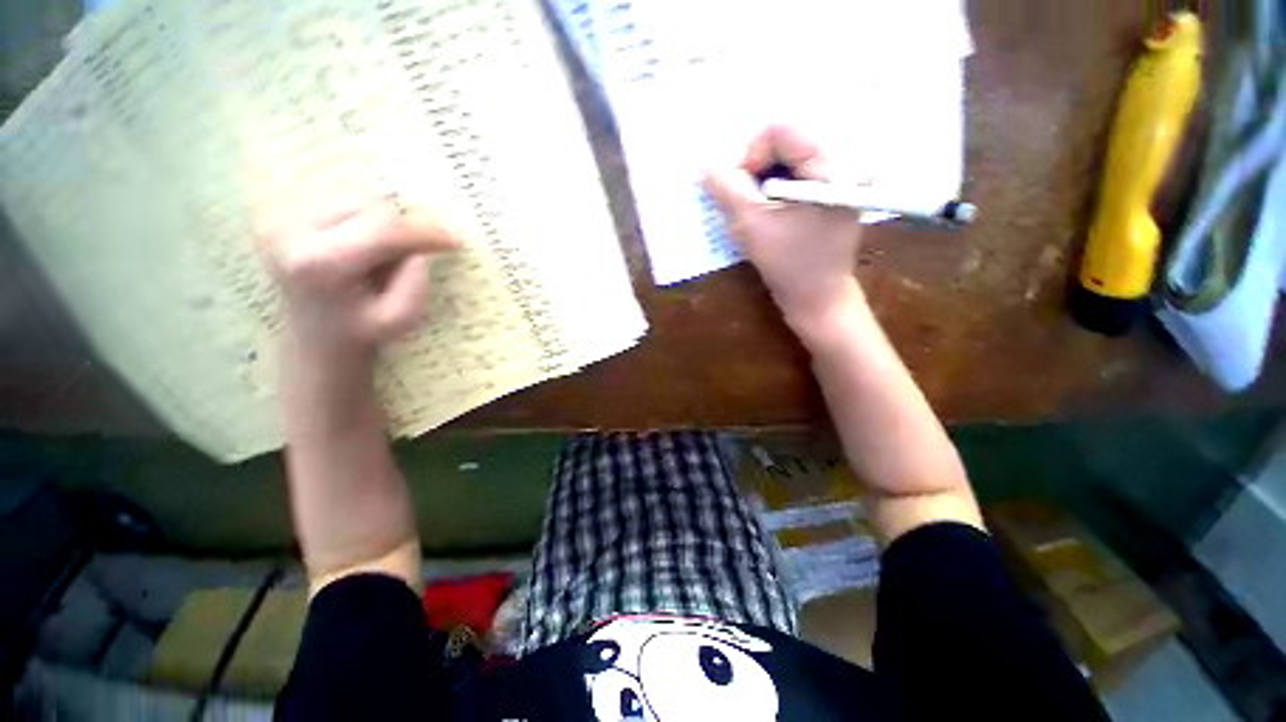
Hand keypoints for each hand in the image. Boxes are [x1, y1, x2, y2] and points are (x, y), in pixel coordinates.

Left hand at [259, 197, 460, 358]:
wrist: (315, 335)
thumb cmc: (362, 331)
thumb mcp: (401, 318)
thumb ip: (415, 284)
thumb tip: (421, 249)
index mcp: (318, 263)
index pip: (383, 230)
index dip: (424, 232)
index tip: (454, 241)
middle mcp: (291, 230)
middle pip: (370, 207)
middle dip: (403, 229)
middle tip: (414, 255)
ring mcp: (284, 217)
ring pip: (360, 198)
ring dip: (386, 223)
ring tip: (383, 254)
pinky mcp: (286, 211)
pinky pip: (346, 200)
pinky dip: (368, 219)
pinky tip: (364, 245)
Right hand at [704, 125, 863, 337]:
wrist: (818, 299)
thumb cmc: (788, 264)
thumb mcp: (751, 225)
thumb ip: (726, 190)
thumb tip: (706, 167)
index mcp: (832, 164)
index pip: (782, 130)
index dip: (751, 155)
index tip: (741, 190)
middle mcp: (843, 161)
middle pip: (786, 142)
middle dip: (757, 170)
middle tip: (747, 203)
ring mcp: (839, 178)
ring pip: (789, 159)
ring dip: (763, 182)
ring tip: (758, 212)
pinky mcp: (831, 193)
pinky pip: (796, 175)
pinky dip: (775, 189)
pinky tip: (770, 213)